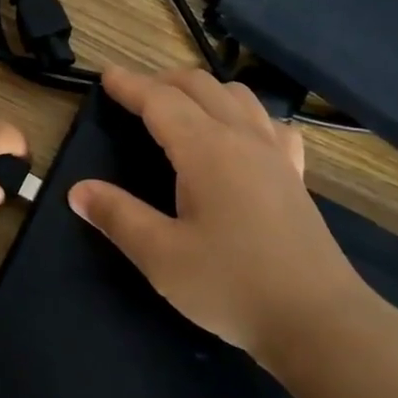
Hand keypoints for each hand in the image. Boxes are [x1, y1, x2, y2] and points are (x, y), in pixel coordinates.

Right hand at [67, 65, 367, 367]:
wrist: (320, 322)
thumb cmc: (232, 286)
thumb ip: (118, 217)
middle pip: (200, 87)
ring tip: (179, 106)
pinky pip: (269, 124)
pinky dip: (244, 114)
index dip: (130, 85)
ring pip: (237, 96)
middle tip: (133, 93)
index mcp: (206, 150)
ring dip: (202, 91)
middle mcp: (243, 139)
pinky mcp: (295, 176)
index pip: (160, 101)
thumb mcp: (161, 257)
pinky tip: (239, 135)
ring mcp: (276, 154)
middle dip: (162, 81)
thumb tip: (78, 191)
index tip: (106, 75)